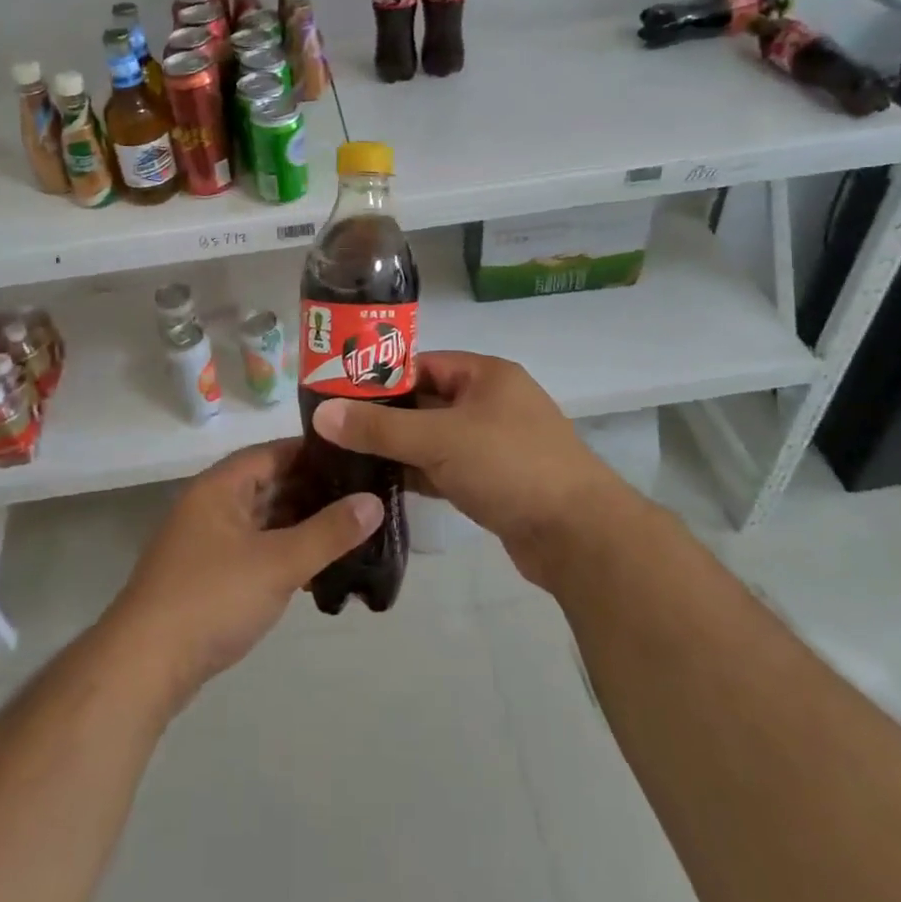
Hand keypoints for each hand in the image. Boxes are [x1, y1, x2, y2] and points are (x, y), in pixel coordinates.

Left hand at [104, 440, 382, 709]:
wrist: (144, 666)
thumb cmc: (213, 598)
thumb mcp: (279, 563)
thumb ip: (329, 532)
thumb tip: (374, 501)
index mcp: (220, 487)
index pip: (274, 452)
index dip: (315, 453)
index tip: (357, 458)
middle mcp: (210, 505)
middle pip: (269, 484)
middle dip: (313, 491)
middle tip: (362, 497)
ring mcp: (206, 541)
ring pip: (262, 520)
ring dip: (299, 525)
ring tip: (348, 531)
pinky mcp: (206, 575)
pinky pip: (253, 549)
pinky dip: (282, 552)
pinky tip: (314, 568)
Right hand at [311, 351, 626, 581]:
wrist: (578, 536)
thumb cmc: (510, 466)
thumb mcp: (439, 439)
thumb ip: (379, 427)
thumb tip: (322, 413)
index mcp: (485, 375)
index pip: (421, 365)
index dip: (380, 377)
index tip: (337, 394)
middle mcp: (491, 402)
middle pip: (425, 402)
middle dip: (384, 417)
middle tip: (335, 430)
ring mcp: (494, 444)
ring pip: (434, 438)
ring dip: (399, 449)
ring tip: (348, 457)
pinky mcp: (494, 480)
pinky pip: (446, 468)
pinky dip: (419, 474)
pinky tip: (383, 485)